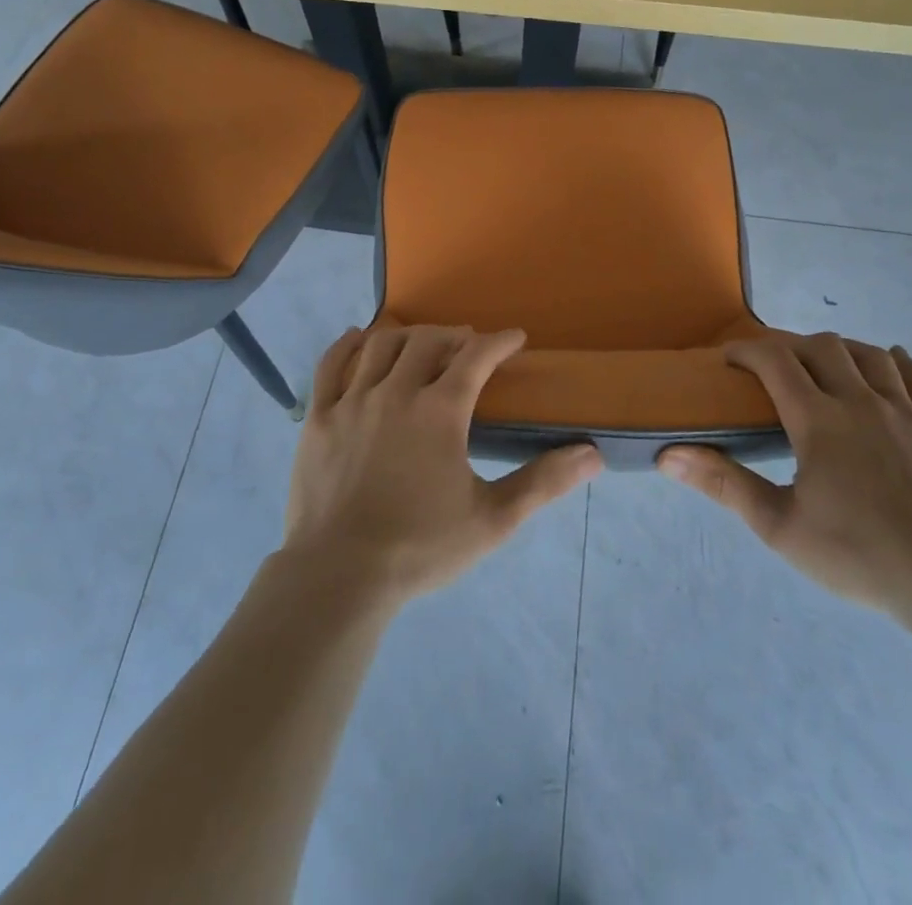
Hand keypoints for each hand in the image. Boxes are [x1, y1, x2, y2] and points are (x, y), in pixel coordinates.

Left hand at [282, 325, 602, 605]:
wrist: (339, 576)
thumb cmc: (420, 547)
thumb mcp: (492, 520)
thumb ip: (543, 482)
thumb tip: (593, 455)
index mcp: (440, 411)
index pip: (477, 357)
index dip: (500, 341)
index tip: (515, 338)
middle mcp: (396, 392)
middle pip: (427, 341)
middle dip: (454, 335)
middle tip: (468, 345)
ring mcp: (352, 401)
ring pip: (381, 345)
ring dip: (407, 336)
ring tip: (421, 344)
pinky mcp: (318, 417)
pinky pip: (331, 365)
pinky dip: (348, 345)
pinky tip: (358, 339)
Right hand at [657, 333, 911, 618]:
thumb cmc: (859, 555)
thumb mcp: (780, 527)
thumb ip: (725, 484)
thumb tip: (668, 455)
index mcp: (819, 420)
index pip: (775, 360)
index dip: (747, 349)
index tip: (730, 359)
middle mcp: (861, 402)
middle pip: (823, 347)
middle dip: (791, 346)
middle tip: (774, 368)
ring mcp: (907, 414)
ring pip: (871, 356)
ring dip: (842, 349)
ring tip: (826, 364)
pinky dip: (900, 363)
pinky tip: (892, 362)